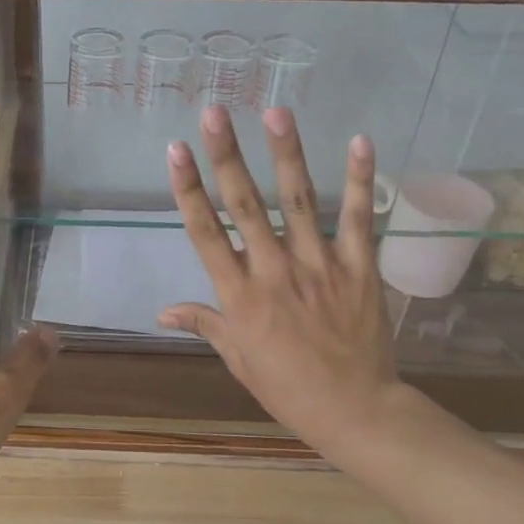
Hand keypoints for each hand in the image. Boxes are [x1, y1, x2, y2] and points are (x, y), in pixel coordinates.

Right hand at [158, 107, 418, 461]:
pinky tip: (359, 141)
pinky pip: (360, 218)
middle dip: (227, 156)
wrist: (356, 411)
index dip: (189, 189)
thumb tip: (162, 311)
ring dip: (286, 154)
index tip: (176, 150)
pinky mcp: (359, 268)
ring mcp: (319, 266)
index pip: (206, 233)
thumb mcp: (238, 358)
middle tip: (214, 112)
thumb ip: (204, 323)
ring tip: (276, 112)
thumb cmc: (287, 387)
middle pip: (245, 205)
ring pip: (299, 201)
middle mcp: (274, 271)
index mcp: (239, 295)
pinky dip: (361, 180)